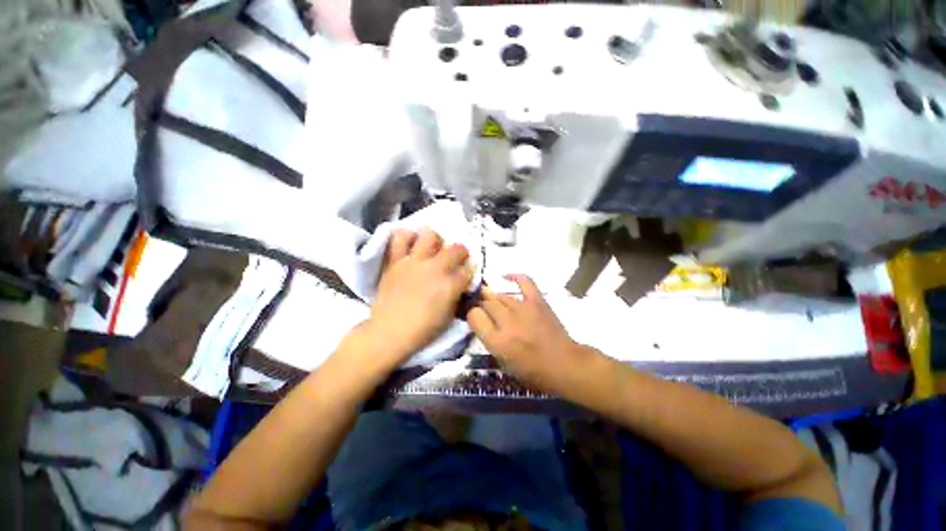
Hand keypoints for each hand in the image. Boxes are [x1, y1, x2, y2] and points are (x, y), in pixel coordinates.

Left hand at [365, 228, 472, 363]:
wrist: (389, 332)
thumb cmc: (423, 329)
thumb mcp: (449, 316)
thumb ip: (457, 294)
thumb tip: (461, 282)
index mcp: (450, 285)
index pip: (468, 269)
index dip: (469, 271)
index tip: (466, 274)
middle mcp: (435, 269)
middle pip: (456, 249)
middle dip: (461, 253)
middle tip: (456, 259)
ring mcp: (414, 262)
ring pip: (430, 235)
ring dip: (435, 240)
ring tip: (432, 249)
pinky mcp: (395, 261)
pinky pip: (400, 238)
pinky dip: (407, 238)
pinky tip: (411, 245)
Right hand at [468, 275, 594, 393]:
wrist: (564, 364)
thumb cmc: (531, 370)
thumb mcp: (502, 361)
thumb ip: (488, 338)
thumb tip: (479, 318)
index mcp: (497, 342)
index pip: (474, 316)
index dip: (471, 314)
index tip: (474, 316)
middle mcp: (508, 323)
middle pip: (486, 303)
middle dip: (481, 304)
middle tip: (482, 307)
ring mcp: (524, 309)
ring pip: (500, 296)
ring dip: (493, 297)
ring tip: (491, 299)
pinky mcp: (538, 301)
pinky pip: (524, 282)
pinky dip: (515, 276)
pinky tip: (505, 276)